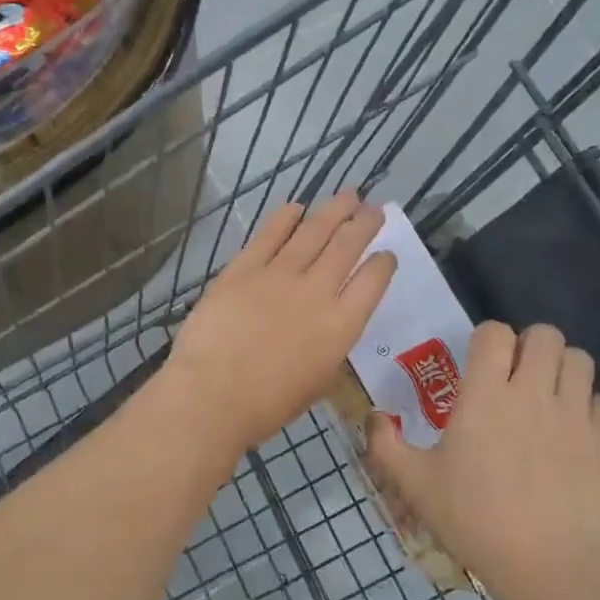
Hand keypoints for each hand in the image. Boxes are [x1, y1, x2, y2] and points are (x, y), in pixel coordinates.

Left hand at [163, 193, 396, 459]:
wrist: (213, 393)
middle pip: (347, 245)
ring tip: (347, 195)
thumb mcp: (317, 381)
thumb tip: (329, 325)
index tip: (386, 254)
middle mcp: (317, 291)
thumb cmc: (267, 404)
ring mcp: (279, 274)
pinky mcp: (244, 267)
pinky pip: (270, 234)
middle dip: (364, 223)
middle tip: (373, 208)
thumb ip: (329, 346)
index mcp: (341, 326)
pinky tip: (296, 207)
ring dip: (333, 210)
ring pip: (313, 231)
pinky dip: (285, 217)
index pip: (373, 281)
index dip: (383, 263)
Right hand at [366, 322, 599, 597]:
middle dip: (529, 345)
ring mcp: (573, 414)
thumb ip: (386, 445)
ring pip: (579, 359)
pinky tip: (571, 430)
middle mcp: (532, 391)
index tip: (479, 363)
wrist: (544, 565)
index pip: (494, 332)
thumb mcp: (415, 483)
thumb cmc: (472, 517)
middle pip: (545, 334)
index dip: (486, 339)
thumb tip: (372, 416)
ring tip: (547, 393)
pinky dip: (587, 406)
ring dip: (562, 368)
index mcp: (485, 393)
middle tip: (516, 374)